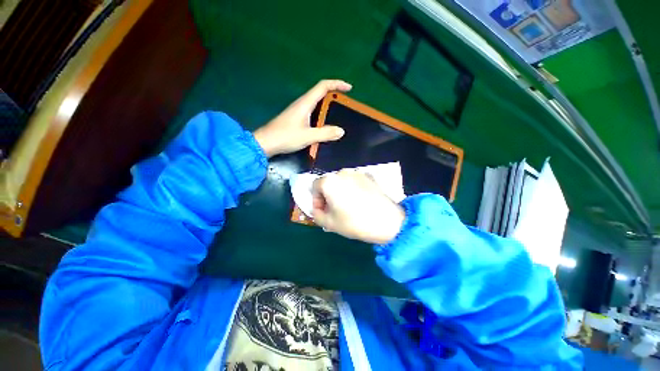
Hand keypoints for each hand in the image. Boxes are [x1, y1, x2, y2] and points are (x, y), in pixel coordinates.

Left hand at [253, 80, 351, 156]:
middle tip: (346, 105)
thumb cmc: (286, 137)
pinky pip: (312, 112)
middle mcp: (302, 104)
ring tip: (338, 115)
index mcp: (305, 103)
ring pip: (316, 103)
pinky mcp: (296, 119)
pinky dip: (321, 115)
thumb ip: (325, 133)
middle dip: (334, 95)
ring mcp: (298, 111)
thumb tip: (341, 131)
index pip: (323, 86)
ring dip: (328, 106)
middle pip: (320, 93)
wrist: (266, 143)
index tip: (349, 88)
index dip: (337, 84)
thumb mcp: (308, 136)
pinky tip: (324, 125)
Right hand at [312, 170, 404, 244]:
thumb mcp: (329, 223)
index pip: (315, 186)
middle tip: (334, 211)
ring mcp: (357, 172)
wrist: (387, 221)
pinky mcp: (369, 176)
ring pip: (342, 182)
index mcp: (330, 181)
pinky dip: (352, 189)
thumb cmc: (354, 222)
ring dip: (340, 192)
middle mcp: (342, 172)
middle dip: (328, 196)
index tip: (323, 211)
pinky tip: (360, 201)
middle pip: (329, 183)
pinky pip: (354, 182)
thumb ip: (316, 214)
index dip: (316, 200)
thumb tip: (318, 208)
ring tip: (348, 206)